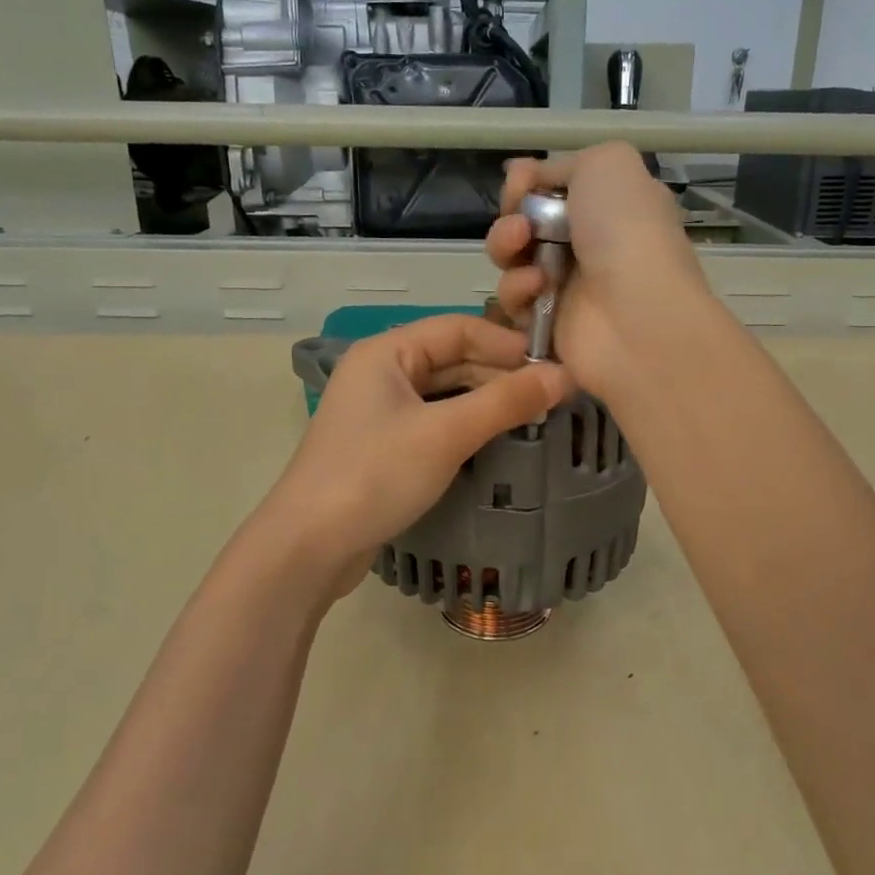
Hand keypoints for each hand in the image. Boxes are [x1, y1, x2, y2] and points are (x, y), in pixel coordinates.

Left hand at [263, 315, 573, 587]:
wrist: (309, 546)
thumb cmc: (375, 475)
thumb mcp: (446, 434)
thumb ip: (505, 402)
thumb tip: (565, 375)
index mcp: (386, 352)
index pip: (459, 328)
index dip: (507, 344)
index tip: (554, 367)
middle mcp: (380, 373)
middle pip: (452, 359)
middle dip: (500, 376)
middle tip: (551, 399)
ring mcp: (379, 412)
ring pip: (444, 393)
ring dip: (486, 402)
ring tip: (532, 419)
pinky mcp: (382, 447)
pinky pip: (433, 423)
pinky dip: (465, 427)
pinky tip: (496, 441)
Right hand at [485, 142, 711, 398]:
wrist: (638, 314)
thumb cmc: (628, 232)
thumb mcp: (609, 164)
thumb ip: (564, 163)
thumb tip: (531, 175)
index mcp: (606, 205)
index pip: (550, 190)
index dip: (528, 183)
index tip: (520, 182)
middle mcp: (586, 244)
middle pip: (523, 223)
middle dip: (511, 216)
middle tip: (520, 223)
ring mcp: (565, 286)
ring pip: (511, 259)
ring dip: (506, 246)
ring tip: (522, 247)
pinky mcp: (545, 324)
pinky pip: (513, 299)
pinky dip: (518, 289)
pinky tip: (537, 287)